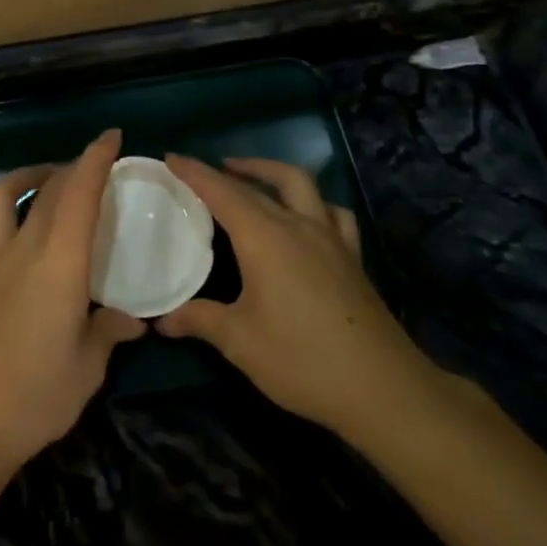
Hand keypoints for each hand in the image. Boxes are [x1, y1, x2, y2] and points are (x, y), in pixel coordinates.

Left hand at [0, 130, 145, 477]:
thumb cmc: (35, 397)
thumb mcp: (87, 368)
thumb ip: (110, 333)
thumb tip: (135, 319)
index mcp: (59, 264)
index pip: (79, 194)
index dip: (95, 159)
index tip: (111, 137)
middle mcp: (20, 249)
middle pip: (47, 189)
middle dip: (72, 168)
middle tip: (94, 170)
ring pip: (0, 195)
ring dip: (25, 177)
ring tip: (44, 184)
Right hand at [156, 156, 439, 438]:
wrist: (383, 388)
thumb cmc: (302, 359)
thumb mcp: (240, 342)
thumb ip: (200, 320)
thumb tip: (162, 321)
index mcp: (264, 238)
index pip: (222, 192)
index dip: (195, 173)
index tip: (171, 157)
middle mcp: (298, 226)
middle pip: (258, 185)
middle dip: (227, 172)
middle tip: (202, 173)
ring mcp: (331, 239)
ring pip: (301, 185)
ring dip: (271, 173)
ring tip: (252, 179)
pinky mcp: (352, 258)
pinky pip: (332, 213)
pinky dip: (313, 203)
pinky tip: (306, 217)